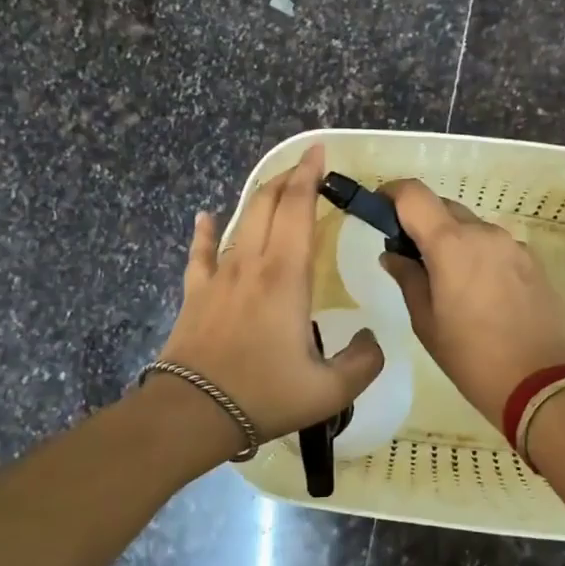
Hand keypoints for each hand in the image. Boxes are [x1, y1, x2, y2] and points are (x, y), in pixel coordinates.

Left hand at [157, 144, 384, 454]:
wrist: (192, 413)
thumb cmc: (264, 395)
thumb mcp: (330, 390)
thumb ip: (363, 362)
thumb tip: (372, 338)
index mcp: (286, 276)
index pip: (297, 208)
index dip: (309, 176)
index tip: (319, 152)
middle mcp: (252, 263)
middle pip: (267, 204)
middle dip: (288, 178)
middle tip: (307, 167)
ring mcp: (219, 276)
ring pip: (240, 222)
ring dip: (260, 198)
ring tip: (276, 187)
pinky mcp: (196, 293)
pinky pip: (200, 252)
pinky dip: (206, 231)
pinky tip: (206, 216)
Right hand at [377, 179, 564, 427]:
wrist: (542, 383)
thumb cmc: (472, 356)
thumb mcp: (426, 322)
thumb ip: (407, 278)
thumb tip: (393, 255)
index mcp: (451, 243)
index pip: (414, 194)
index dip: (391, 194)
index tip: (379, 210)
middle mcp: (483, 233)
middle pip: (444, 208)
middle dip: (422, 223)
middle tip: (411, 258)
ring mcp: (512, 245)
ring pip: (472, 228)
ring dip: (453, 241)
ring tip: (448, 283)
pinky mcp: (533, 261)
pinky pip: (495, 247)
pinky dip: (479, 256)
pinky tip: (480, 293)